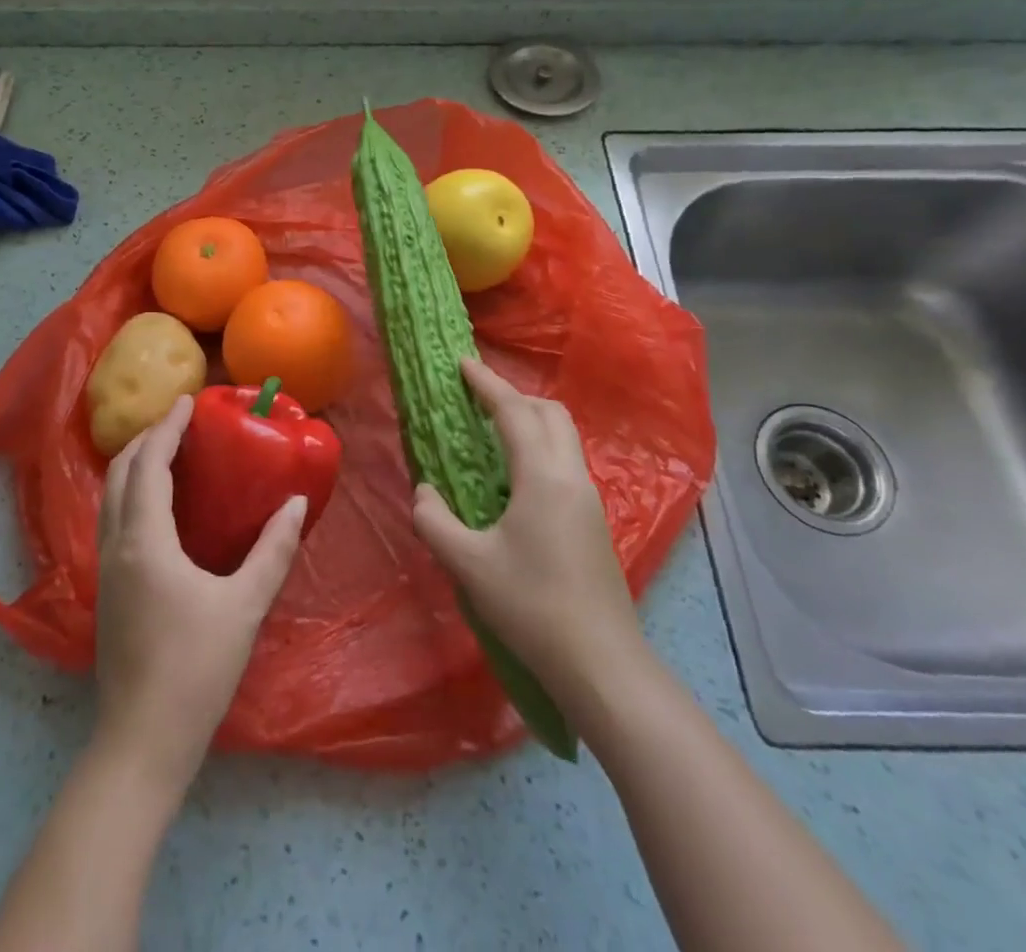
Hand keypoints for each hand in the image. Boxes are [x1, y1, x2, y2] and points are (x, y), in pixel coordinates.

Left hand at [93, 395, 307, 791]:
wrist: (142, 741)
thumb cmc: (196, 668)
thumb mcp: (245, 605)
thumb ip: (273, 550)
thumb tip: (295, 503)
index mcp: (145, 541)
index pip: (149, 465)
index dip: (167, 428)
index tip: (187, 401)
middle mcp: (116, 545)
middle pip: (120, 474)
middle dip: (146, 439)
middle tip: (179, 422)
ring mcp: (106, 569)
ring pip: (110, 497)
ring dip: (134, 465)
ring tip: (168, 452)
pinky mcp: (107, 589)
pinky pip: (113, 519)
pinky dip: (131, 493)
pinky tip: (158, 506)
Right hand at [411, 359, 647, 710]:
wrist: (602, 663)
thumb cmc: (532, 607)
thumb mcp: (468, 564)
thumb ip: (434, 520)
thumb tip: (424, 490)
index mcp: (542, 477)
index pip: (514, 412)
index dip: (487, 383)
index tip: (463, 362)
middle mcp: (571, 477)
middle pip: (550, 414)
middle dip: (514, 396)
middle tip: (477, 398)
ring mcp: (588, 499)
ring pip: (563, 437)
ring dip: (530, 421)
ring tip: (492, 432)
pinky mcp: (592, 521)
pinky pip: (565, 462)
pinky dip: (539, 447)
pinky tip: (514, 478)